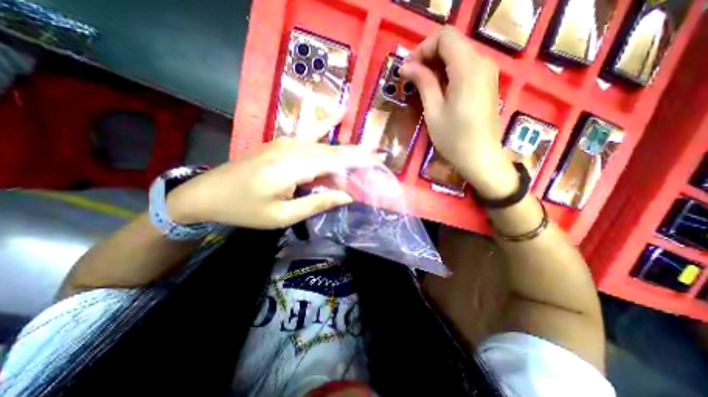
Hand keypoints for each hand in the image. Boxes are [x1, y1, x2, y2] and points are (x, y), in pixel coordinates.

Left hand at [166, 140, 378, 227]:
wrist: (208, 192)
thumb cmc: (245, 210)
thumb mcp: (282, 216)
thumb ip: (317, 202)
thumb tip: (347, 196)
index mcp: (291, 169)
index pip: (335, 162)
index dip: (359, 160)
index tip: (380, 159)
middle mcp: (292, 149)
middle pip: (333, 152)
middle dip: (357, 155)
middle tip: (379, 157)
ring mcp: (286, 142)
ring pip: (324, 146)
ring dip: (344, 153)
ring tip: (365, 155)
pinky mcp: (282, 142)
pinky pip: (310, 133)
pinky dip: (326, 124)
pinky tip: (339, 113)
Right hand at [400, 27, 518, 198]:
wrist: (480, 157)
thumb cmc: (453, 138)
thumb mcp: (433, 111)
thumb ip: (423, 83)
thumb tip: (406, 66)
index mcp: (468, 68)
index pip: (445, 37)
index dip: (422, 49)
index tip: (408, 69)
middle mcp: (482, 62)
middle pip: (452, 43)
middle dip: (428, 56)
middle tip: (411, 78)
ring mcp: (487, 72)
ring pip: (458, 54)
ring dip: (437, 65)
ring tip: (422, 85)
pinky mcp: (487, 82)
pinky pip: (465, 66)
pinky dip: (448, 72)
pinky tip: (438, 89)